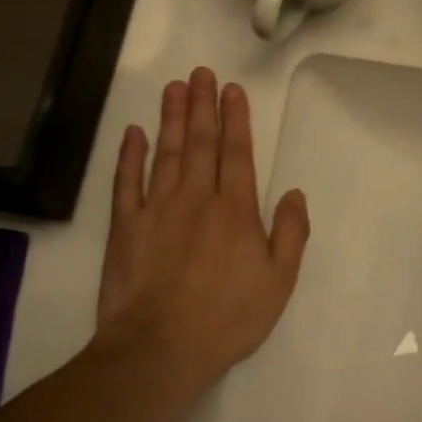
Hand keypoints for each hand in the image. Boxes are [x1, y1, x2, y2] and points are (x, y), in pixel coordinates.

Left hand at [96, 67, 309, 383]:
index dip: (235, 118)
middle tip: (201, 73)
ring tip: (174, 87)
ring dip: (171, 117)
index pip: (237, 152)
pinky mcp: (126, 226)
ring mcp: (157, 209)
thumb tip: (296, 193)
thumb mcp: (279, 282)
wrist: (160, 348)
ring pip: (166, 152)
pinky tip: (133, 132)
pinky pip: (127, 182)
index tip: (232, 89)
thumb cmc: (227, 318)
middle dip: (203, 105)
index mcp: (235, 209)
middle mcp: (197, 198)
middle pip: (201, 142)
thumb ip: (291, 233)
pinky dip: (130, 155)